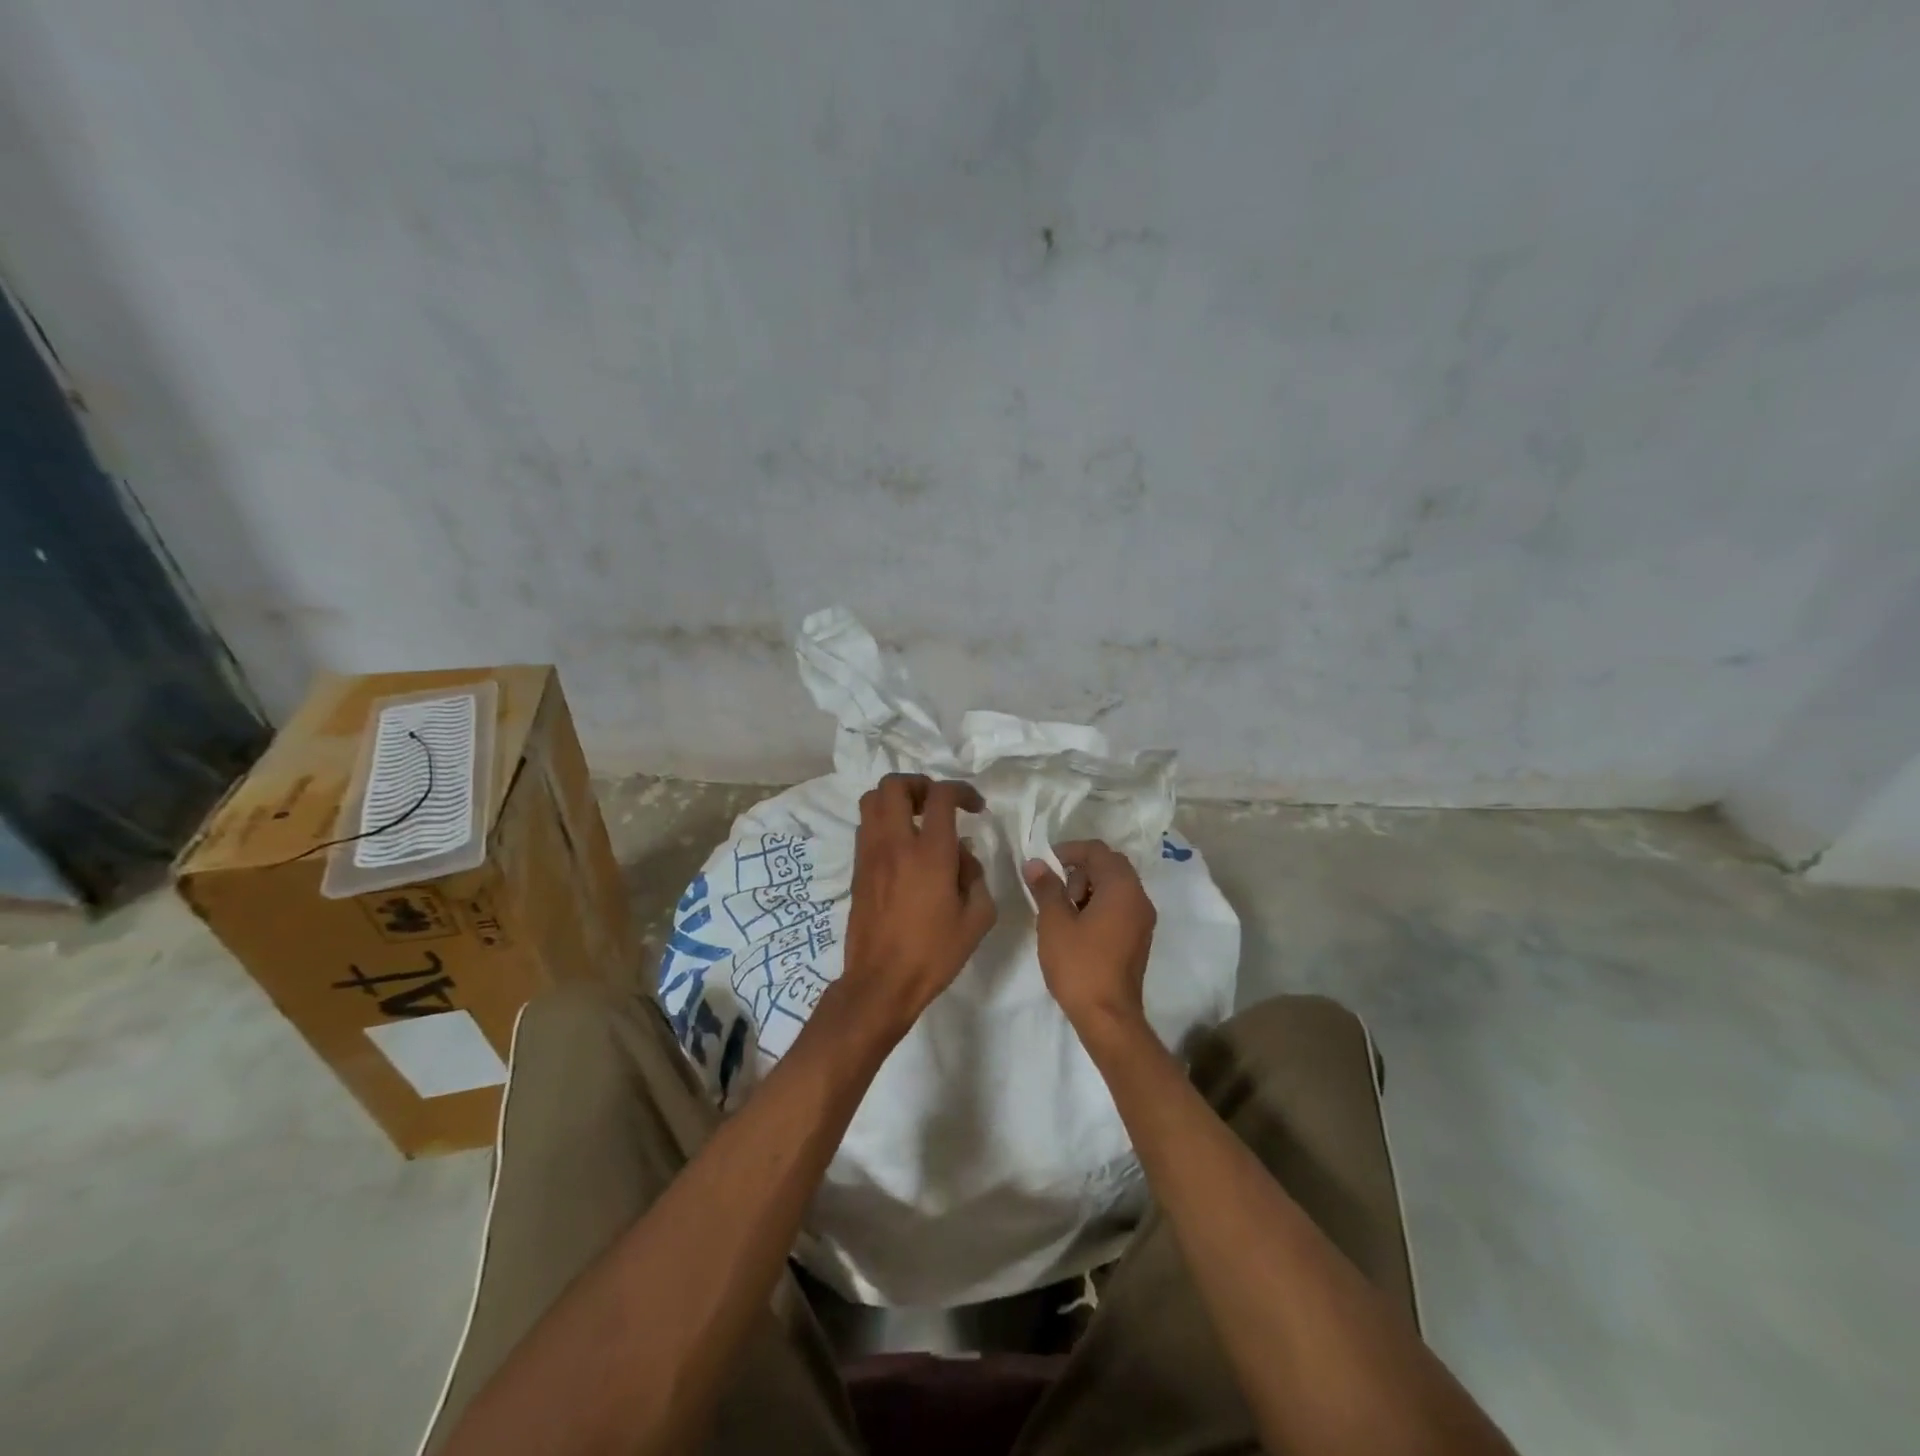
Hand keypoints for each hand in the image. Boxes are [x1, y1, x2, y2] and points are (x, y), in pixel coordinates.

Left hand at [840, 773, 996, 1037]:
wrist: (881, 982)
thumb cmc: (934, 953)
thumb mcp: (977, 918)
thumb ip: (976, 877)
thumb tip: (962, 856)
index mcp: (930, 853)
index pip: (941, 796)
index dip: (961, 790)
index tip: (975, 807)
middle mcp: (895, 843)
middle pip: (894, 785)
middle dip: (919, 784)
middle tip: (937, 804)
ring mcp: (870, 854)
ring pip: (871, 800)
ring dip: (896, 800)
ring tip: (916, 819)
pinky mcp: (857, 869)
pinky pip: (866, 826)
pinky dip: (883, 822)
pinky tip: (902, 847)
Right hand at [1024, 840, 1156, 1039]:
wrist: (1108, 1018)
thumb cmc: (1079, 965)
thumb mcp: (1054, 922)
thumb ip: (1046, 887)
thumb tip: (1035, 863)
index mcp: (1122, 888)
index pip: (1097, 850)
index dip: (1069, 850)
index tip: (1045, 864)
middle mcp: (1139, 898)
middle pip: (1109, 865)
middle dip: (1079, 870)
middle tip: (1055, 891)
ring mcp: (1142, 920)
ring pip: (1115, 886)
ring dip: (1088, 888)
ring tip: (1063, 912)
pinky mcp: (1139, 938)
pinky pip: (1119, 906)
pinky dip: (1098, 905)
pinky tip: (1077, 927)